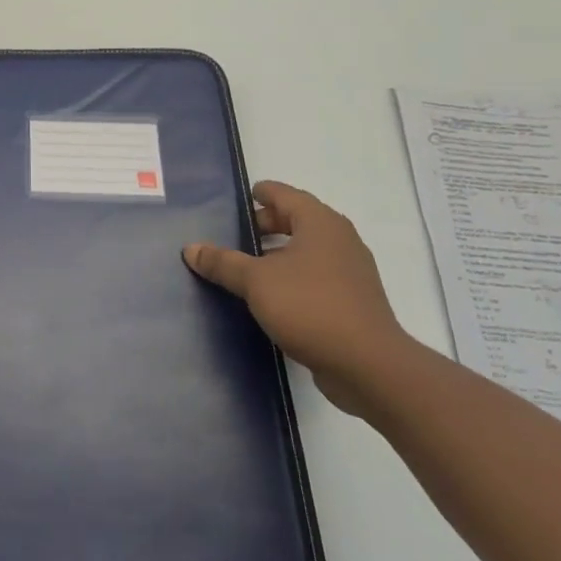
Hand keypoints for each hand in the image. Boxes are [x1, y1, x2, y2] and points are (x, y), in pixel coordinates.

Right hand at [183, 180, 412, 417]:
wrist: (369, 366)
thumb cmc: (310, 307)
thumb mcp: (255, 281)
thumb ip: (222, 262)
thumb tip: (190, 248)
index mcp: (319, 223)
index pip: (283, 194)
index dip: (258, 194)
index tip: (235, 201)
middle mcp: (339, 239)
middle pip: (296, 220)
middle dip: (265, 225)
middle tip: (233, 235)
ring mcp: (350, 271)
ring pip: (307, 250)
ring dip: (278, 253)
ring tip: (246, 266)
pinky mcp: (353, 300)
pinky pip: (316, 275)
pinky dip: (293, 276)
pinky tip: (271, 296)